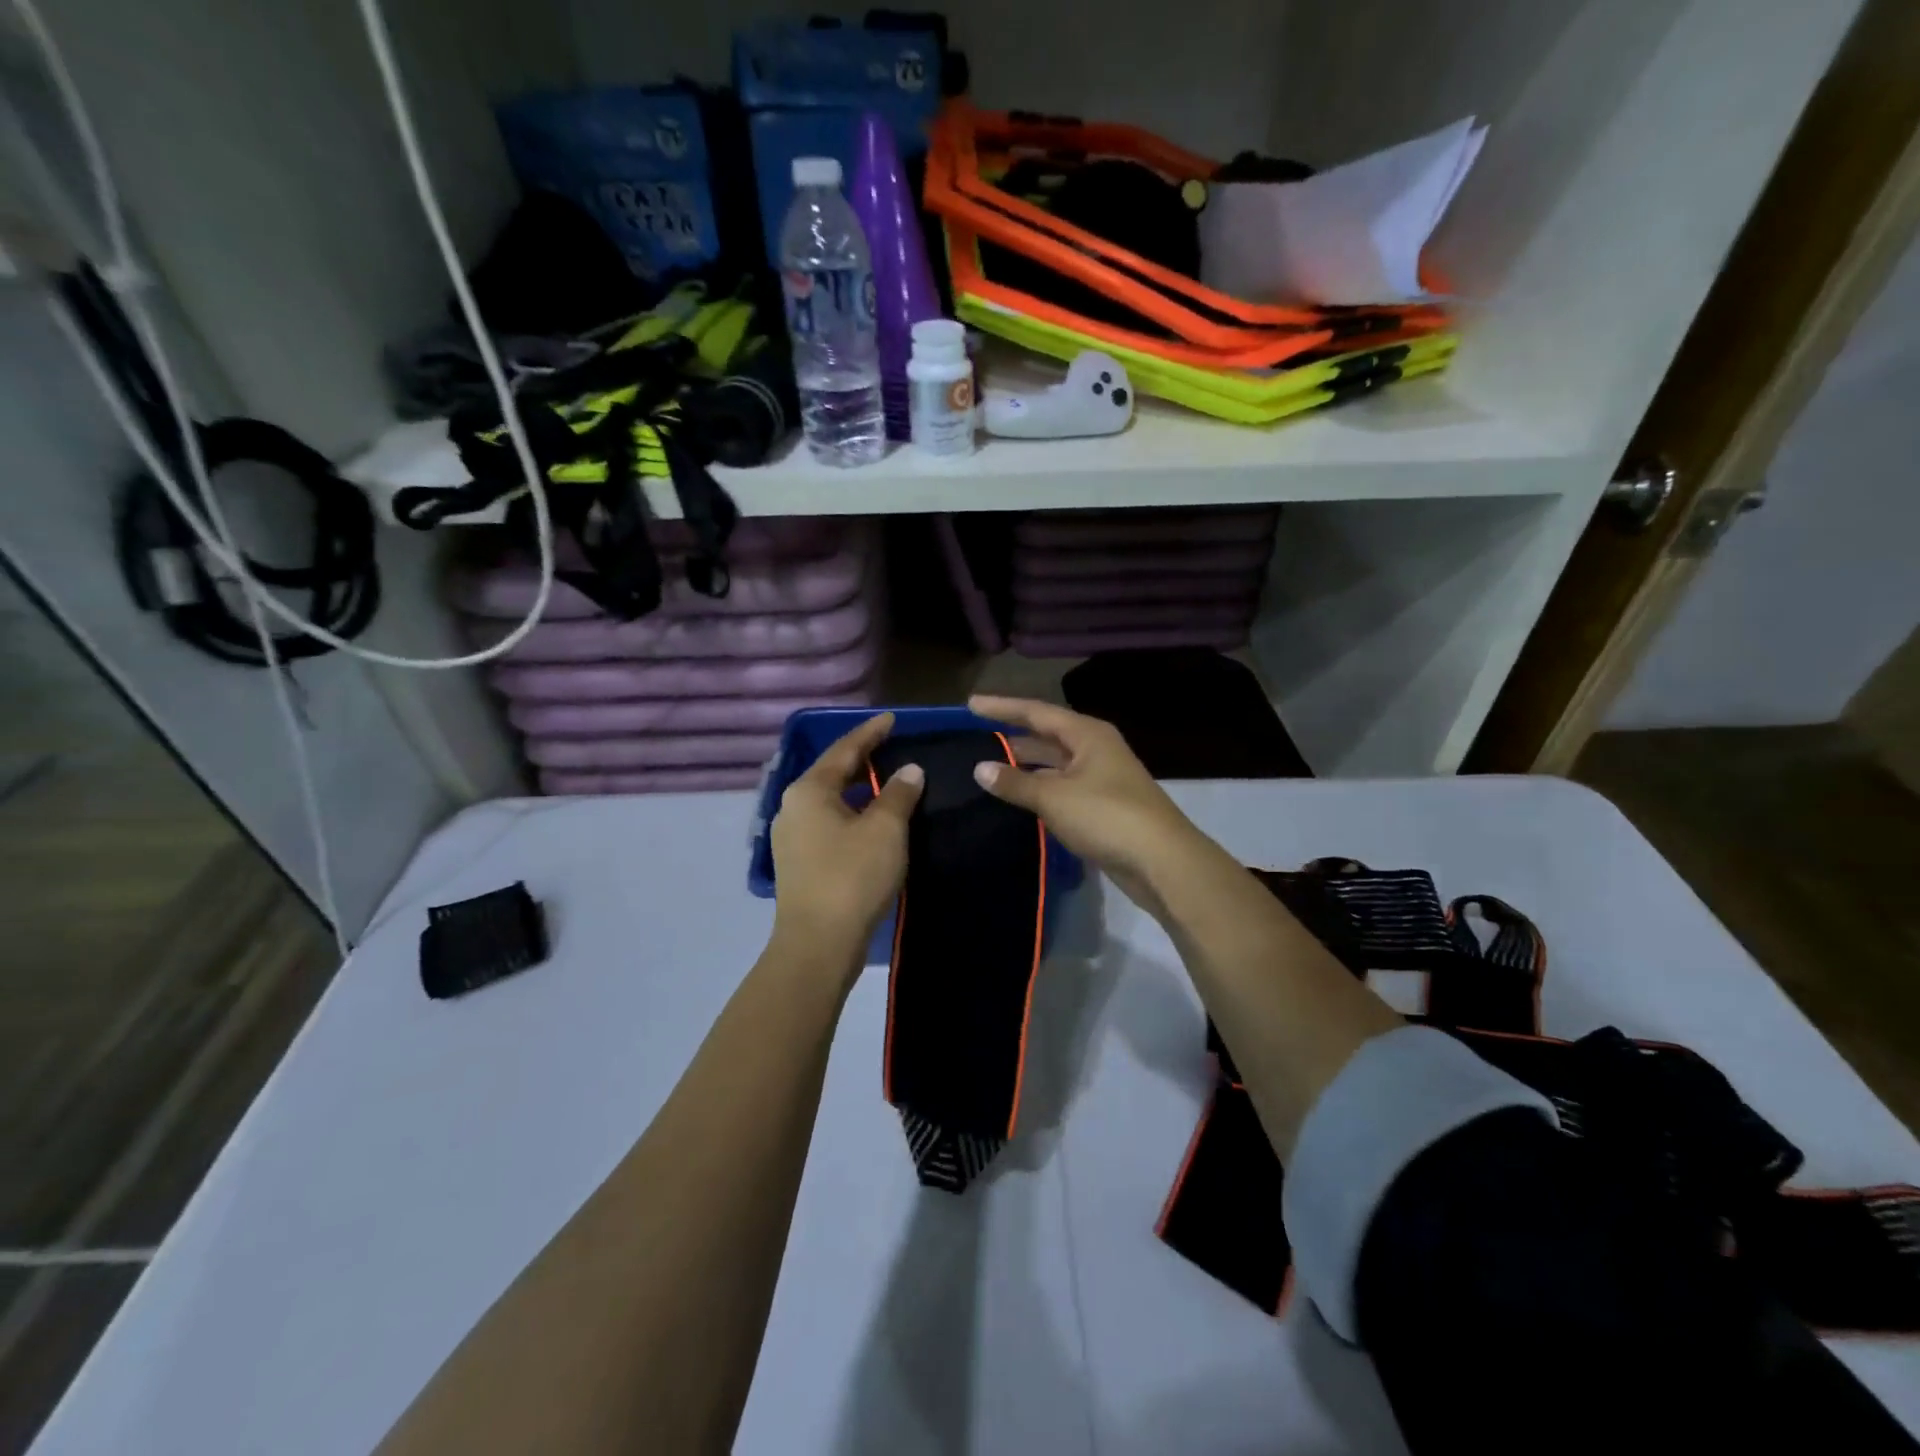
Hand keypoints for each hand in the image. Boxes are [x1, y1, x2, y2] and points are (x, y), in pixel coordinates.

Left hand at [770, 712, 924, 968]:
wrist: (818, 944)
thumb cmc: (853, 877)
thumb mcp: (885, 830)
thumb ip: (898, 794)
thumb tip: (909, 770)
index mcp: (809, 790)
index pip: (844, 750)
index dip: (870, 733)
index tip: (892, 718)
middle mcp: (792, 807)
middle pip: (831, 773)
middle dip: (860, 760)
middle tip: (890, 747)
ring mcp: (791, 837)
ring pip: (828, 801)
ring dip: (856, 790)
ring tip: (884, 782)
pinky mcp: (798, 862)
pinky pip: (827, 823)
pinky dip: (850, 814)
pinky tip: (869, 821)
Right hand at [967, 695, 1208, 909]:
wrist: (1162, 861)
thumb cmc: (1107, 816)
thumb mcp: (1054, 797)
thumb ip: (1014, 783)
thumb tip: (979, 768)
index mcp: (1087, 734)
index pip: (1036, 712)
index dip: (1002, 707)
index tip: (970, 705)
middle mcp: (1096, 749)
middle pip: (1047, 736)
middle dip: (1012, 737)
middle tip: (975, 739)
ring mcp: (1102, 778)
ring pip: (1055, 765)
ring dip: (1025, 767)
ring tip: (989, 769)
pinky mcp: (1104, 807)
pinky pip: (1063, 789)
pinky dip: (1040, 790)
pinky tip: (1019, 800)